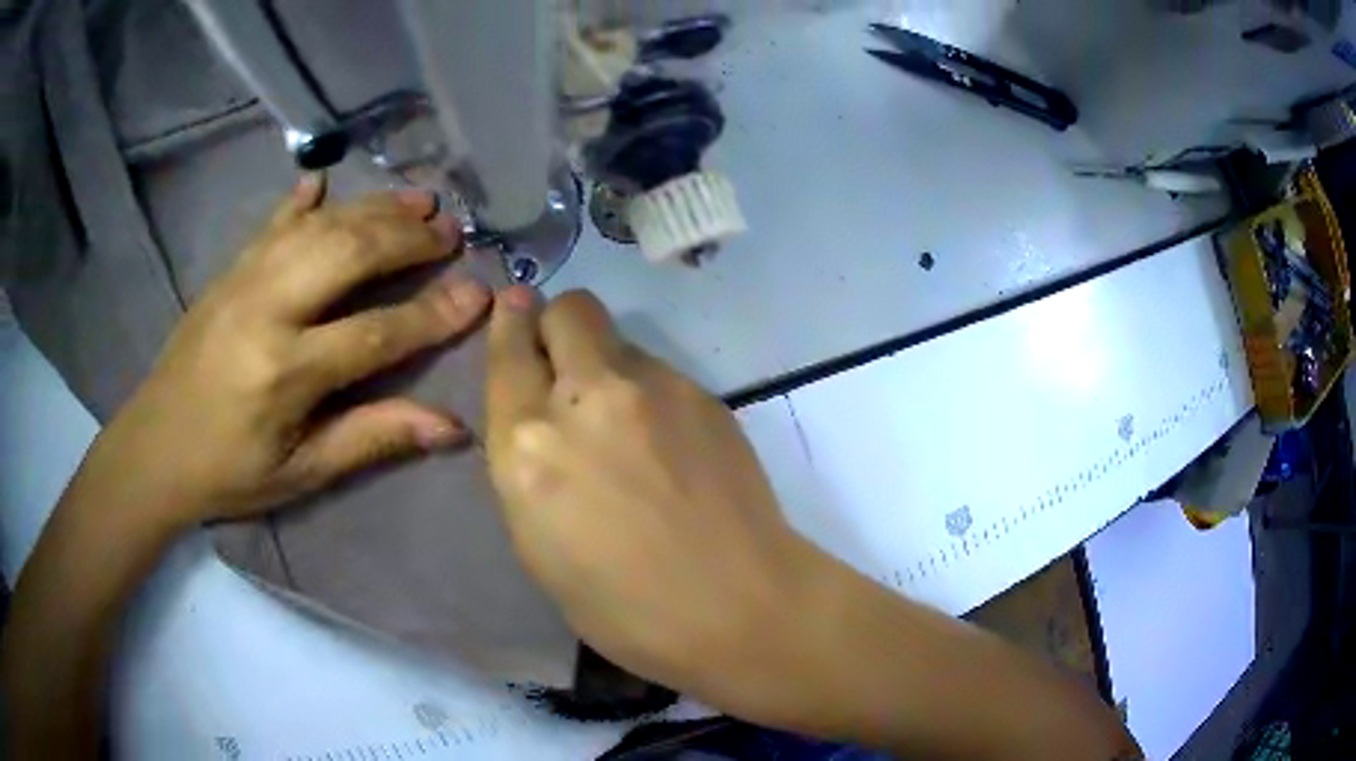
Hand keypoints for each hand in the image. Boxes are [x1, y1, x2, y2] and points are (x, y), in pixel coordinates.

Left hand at [86, 176, 490, 529]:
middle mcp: (267, 308)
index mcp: (286, 372)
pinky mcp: (228, 270)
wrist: (153, 448)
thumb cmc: (229, 472)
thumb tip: (449, 427)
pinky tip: (324, 180)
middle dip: (408, 238)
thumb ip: (372, 438)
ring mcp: (244, 279)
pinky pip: (271, 222)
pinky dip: (302, 198)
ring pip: (319, 226)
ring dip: (373, 207)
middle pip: (350, 253)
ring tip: (419, 199)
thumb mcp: (302, 472)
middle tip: (453, 231)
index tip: (478, 294)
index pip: (376, 333)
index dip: (433, 314)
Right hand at [485, 288, 818, 710]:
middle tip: (567, 365)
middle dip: (558, 325)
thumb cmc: (624, 608)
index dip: (509, 324)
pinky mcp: (704, 394)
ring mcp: (654, 388)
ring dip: (607, 366)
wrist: (740, 606)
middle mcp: (586, 399)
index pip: (508, 352)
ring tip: (629, 424)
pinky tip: (671, 444)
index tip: (514, 311)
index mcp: (529, 447)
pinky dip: (651, 393)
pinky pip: (661, 372)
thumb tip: (537, 420)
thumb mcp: (539, 546)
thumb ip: (528, 465)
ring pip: (618, 339)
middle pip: (569, 310)